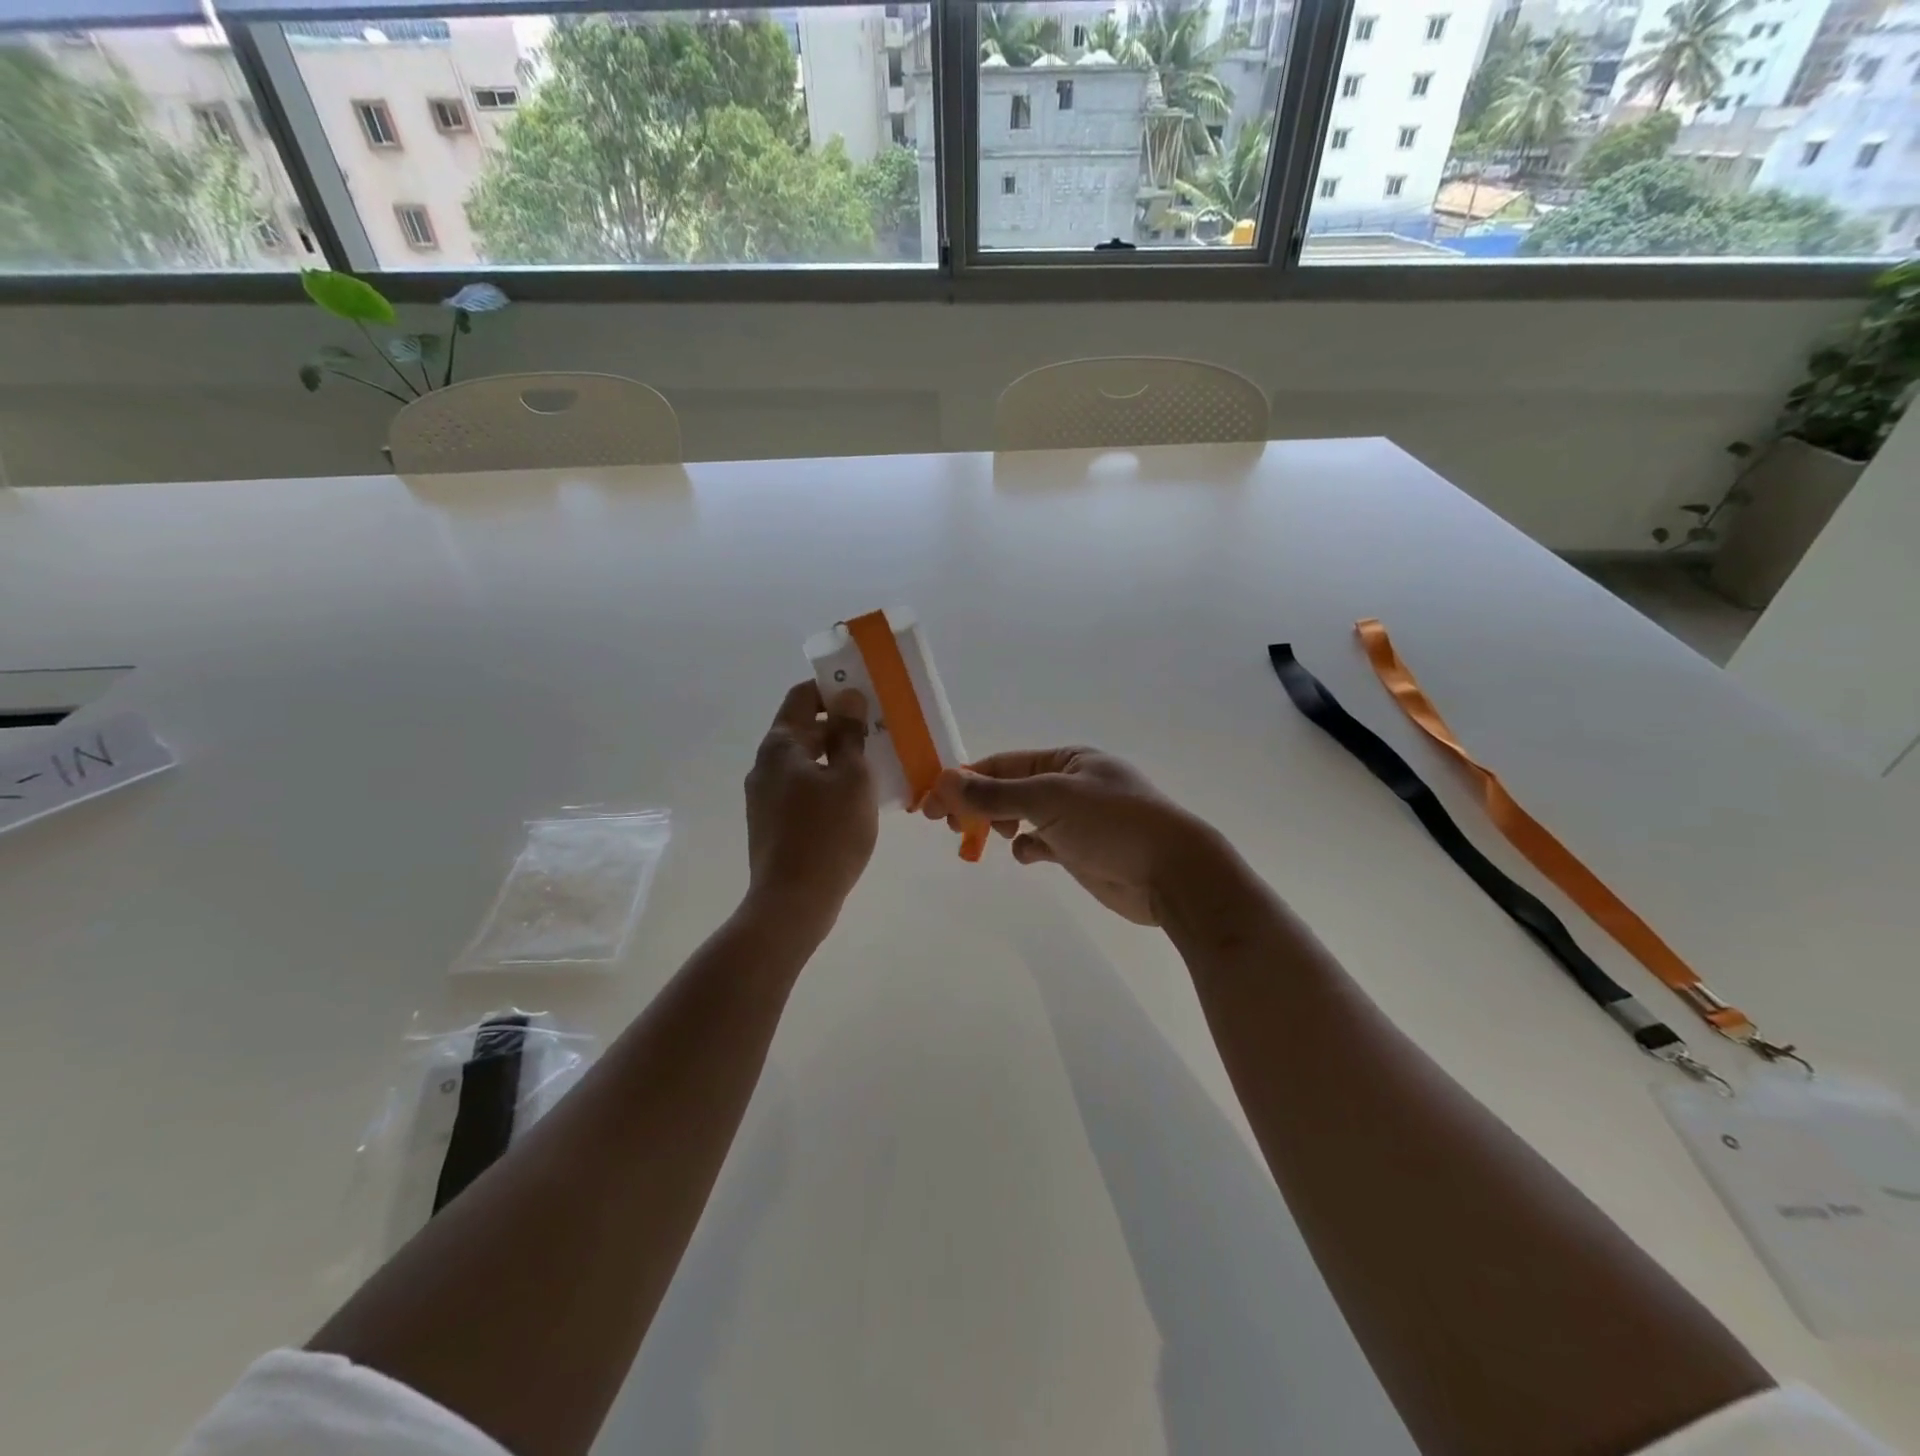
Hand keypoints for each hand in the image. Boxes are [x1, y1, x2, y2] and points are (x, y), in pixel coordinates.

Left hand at [744, 681, 878, 928]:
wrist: (792, 902)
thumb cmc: (828, 834)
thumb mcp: (851, 779)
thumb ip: (849, 734)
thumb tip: (848, 698)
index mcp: (780, 746)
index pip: (802, 697)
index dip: (832, 689)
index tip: (865, 693)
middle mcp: (765, 765)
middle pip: (802, 729)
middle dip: (839, 725)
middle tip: (878, 730)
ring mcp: (763, 796)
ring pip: (803, 762)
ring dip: (835, 756)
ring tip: (872, 764)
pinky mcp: (770, 822)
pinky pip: (801, 788)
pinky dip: (825, 782)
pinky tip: (852, 799)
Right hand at [920, 748, 1212, 924]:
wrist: (1172, 873)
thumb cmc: (1112, 823)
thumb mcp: (1049, 799)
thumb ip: (995, 794)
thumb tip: (944, 781)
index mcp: (1066, 759)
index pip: (1003, 763)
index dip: (964, 780)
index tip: (930, 802)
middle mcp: (1070, 784)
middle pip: (1009, 789)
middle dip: (978, 803)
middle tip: (948, 824)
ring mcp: (1077, 818)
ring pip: (1023, 816)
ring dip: (1000, 824)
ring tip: (981, 837)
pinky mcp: (1081, 850)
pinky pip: (1042, 843)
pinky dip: (1029, 847)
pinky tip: (1028, 855)